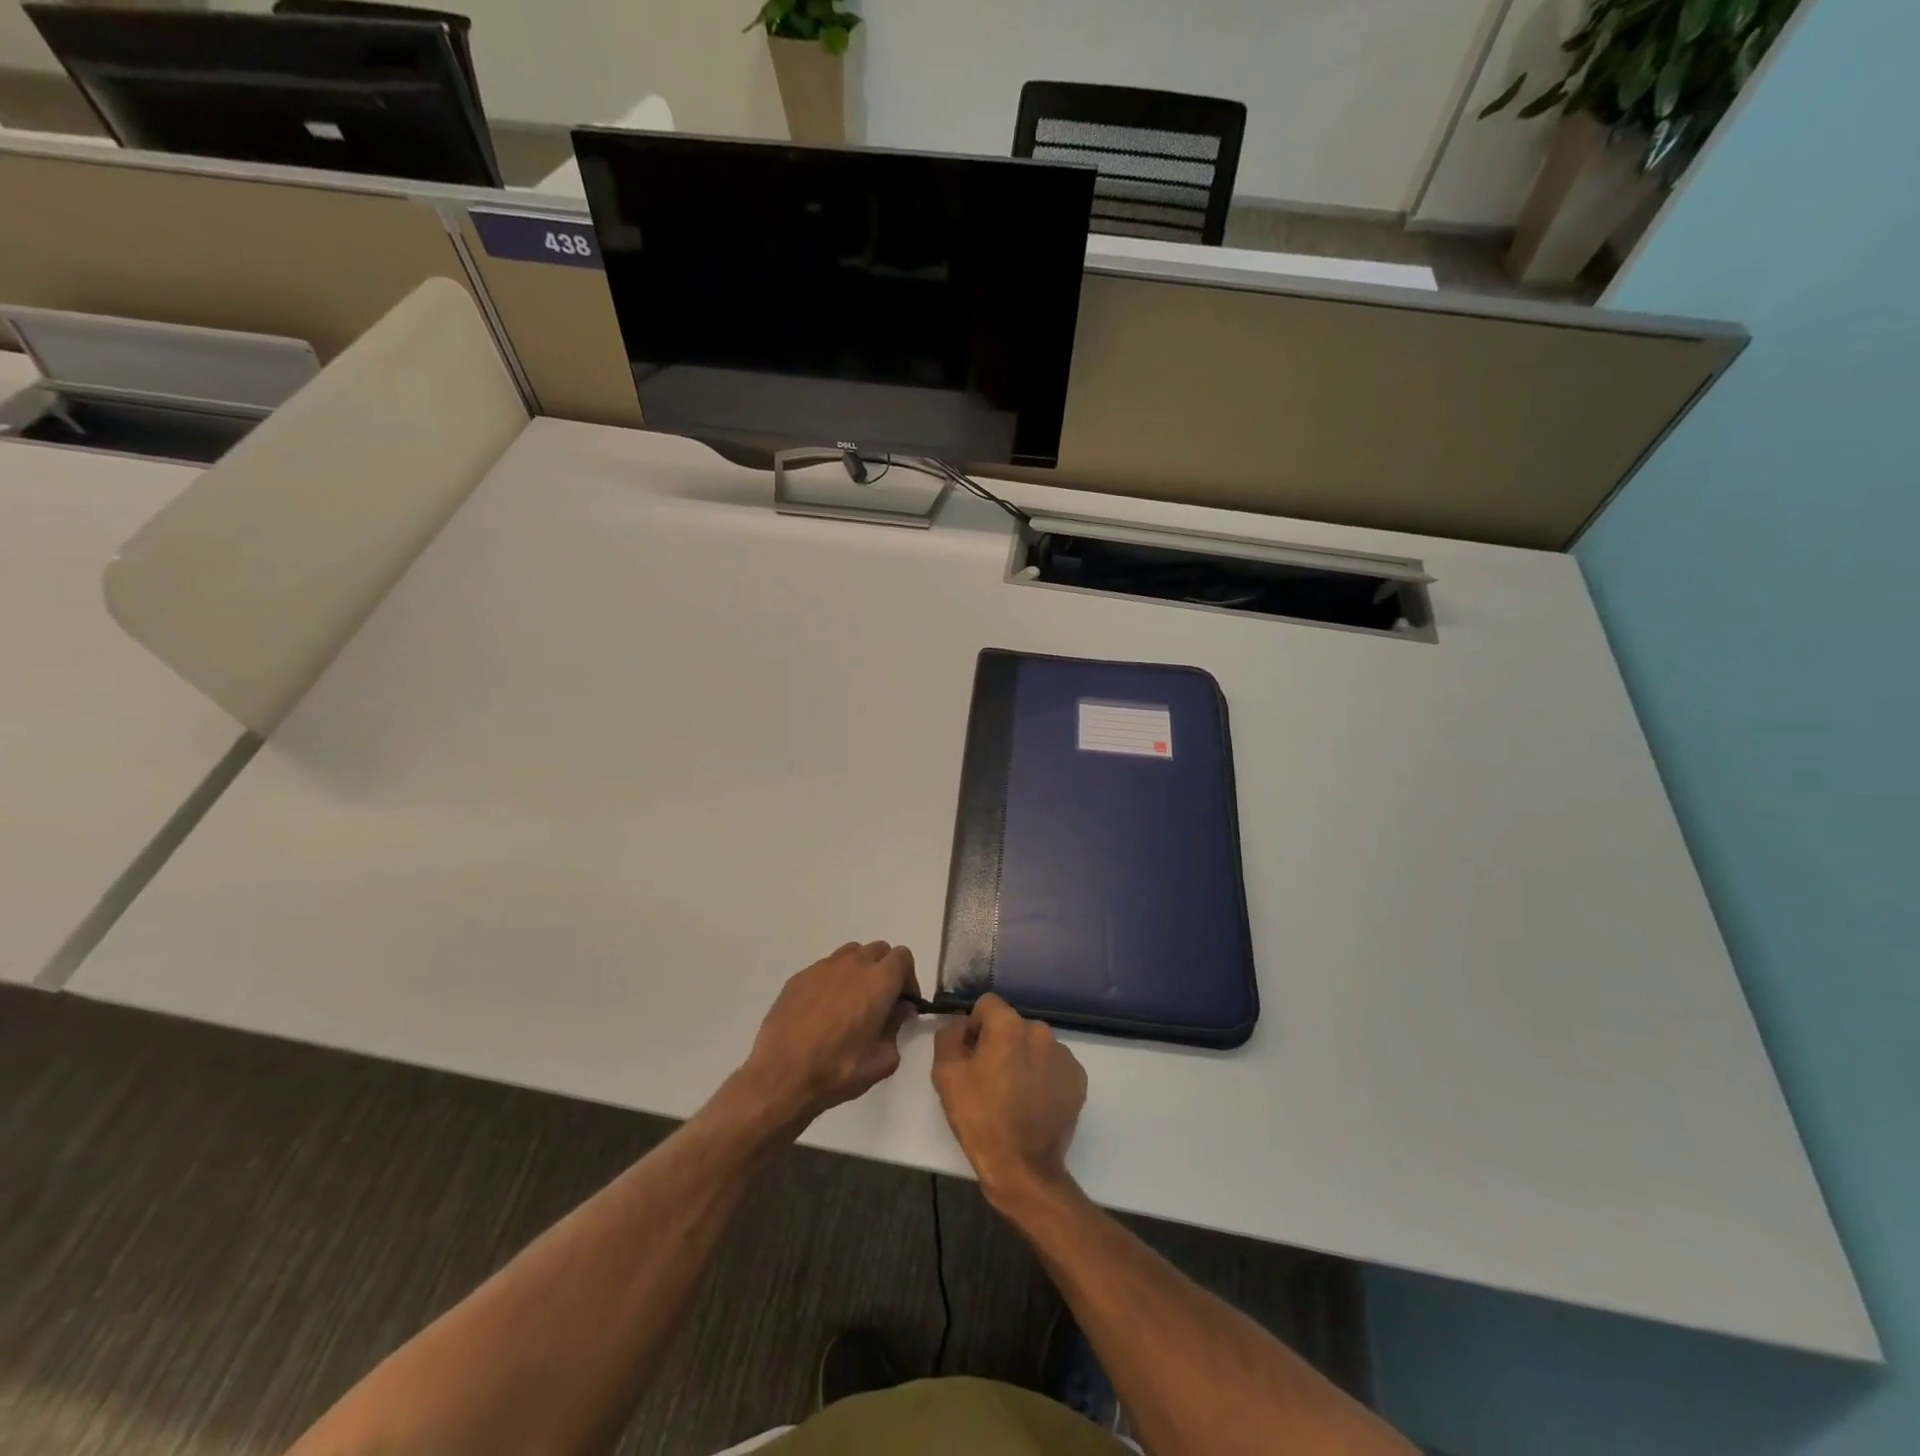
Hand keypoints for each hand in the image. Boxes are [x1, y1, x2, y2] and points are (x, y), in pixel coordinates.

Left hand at [736, 941, 919, 1133]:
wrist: (781, 1075)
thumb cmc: (838, 1069)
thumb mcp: (882, 1060)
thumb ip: (897, 1028)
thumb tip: (898, 1011)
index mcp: (879, 981)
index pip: (903, 958)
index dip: (908, 978)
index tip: (903, 1003)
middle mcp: (853, 964)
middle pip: (878, 951)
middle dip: (884, 970)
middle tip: (880, 1001)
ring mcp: (823, 967)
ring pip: (850, 955)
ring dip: (858, 970)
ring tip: (851, 1002)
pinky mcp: (799, 977)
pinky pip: (824, 969)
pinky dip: (832, 981)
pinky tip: (822, 1011)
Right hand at [932, 994, 1086, 1211]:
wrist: (1023, 1168)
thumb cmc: (980, 1119)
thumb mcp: (946, 1075)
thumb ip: (950, 1036)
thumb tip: (961, 1026)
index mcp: (1009, 1026)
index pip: (987, 1005)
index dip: (974, 1027)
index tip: (971, 1056)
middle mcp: (1041, 1032)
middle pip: (1012, 1026)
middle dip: (1000, 1044)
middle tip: (990, 1079)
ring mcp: (1064, 1056)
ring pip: (1034, 1045)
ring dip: (1023, 1059)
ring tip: (1014, 1095)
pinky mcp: (1078, 1079)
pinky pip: (1054, 1066)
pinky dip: (1043, 1076)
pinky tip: (1034, 1103)